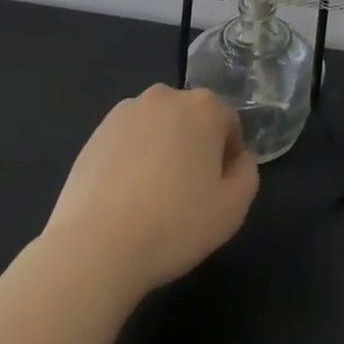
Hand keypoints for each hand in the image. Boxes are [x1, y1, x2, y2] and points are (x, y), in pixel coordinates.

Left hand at [41, 85, 259, 300]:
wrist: (95, 247)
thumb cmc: (174, 225)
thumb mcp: (233, 209)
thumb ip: (247, 173)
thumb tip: (238, 159)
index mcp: (204, 106)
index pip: (228, 123)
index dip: (227, 157)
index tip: (216, 190)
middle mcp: (167, 96)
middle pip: (192, 120)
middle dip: (194, 148)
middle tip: (186, 194)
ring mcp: (127, 111)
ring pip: (158, 128)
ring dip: (161, 150)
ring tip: (151, 198)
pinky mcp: (96, 131)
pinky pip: (127, 140)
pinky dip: (131, 159)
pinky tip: (124, 197)